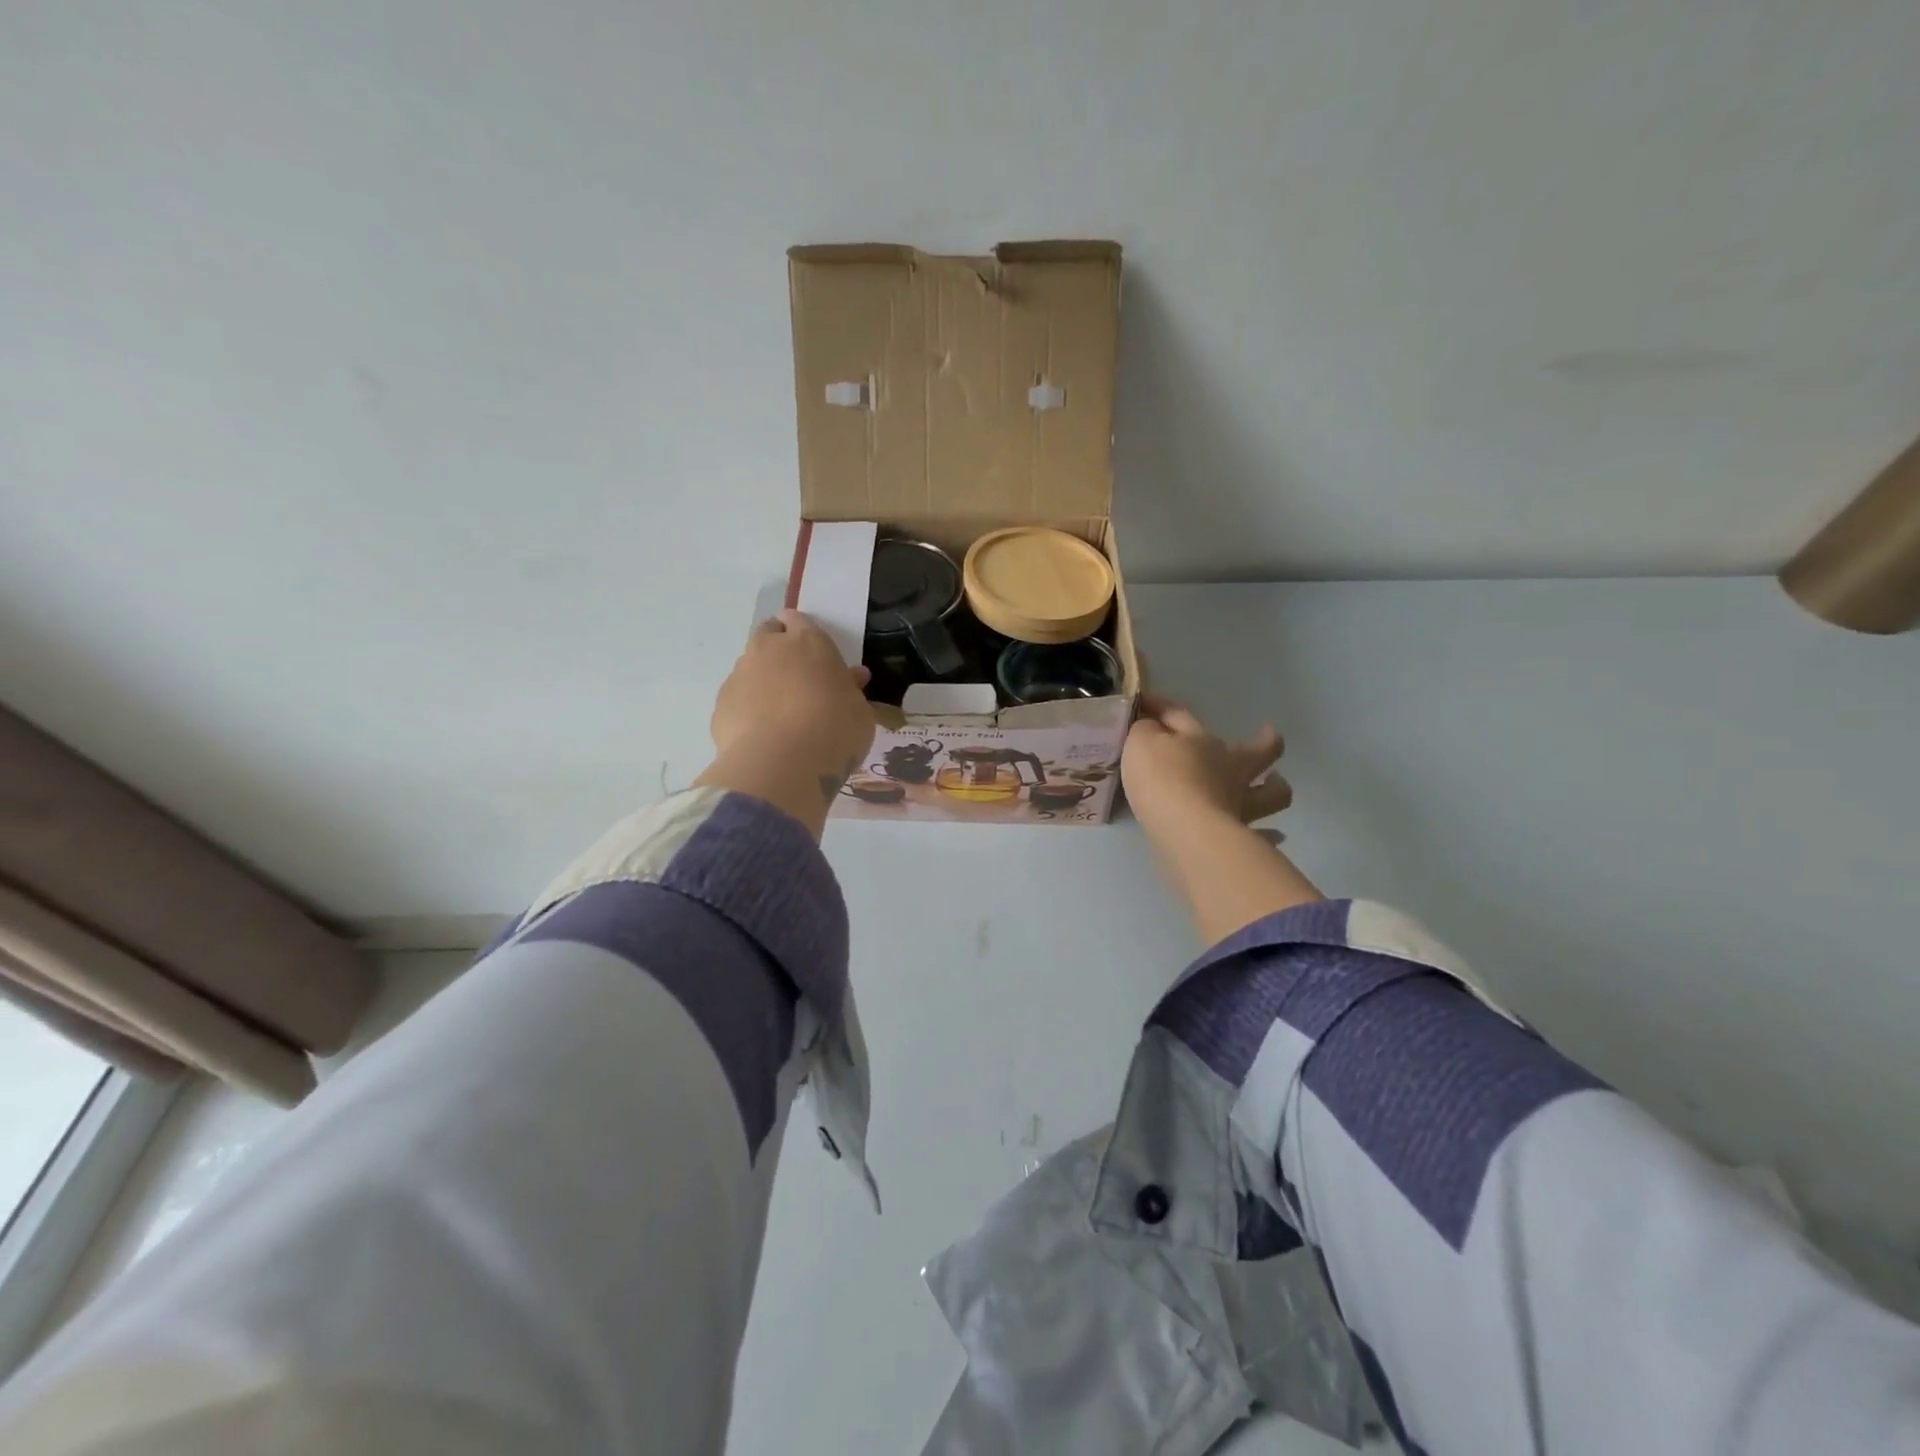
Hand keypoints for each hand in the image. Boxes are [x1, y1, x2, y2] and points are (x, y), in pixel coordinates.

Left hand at [696, 612, 874, 833]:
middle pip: (767, 636)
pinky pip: (737, 701)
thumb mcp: (860, 711)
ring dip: (761, 682)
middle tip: (795, 679)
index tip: (811, 653)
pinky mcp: (720, 705)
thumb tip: (852, 678)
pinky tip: (762, 737)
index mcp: (808, 642)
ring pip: (749, 669)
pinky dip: (747, 711)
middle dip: (777, 650)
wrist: (783, 764)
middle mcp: (769, 649)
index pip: (798, 620)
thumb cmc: (835, 730)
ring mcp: (740, 675)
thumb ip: (851, 690)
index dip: (802, 633)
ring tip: (778, 715)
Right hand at [1123, 695, 1318, 942]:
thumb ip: (1144, 732)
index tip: (1144, 701)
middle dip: (1265, 741)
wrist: (1184, 829)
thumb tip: (1150, 728)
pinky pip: (1262, 834)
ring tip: (1275, 784)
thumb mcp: (1140, 743)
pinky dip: (1266, 834)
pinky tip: (1270, 834)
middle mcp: (1229, 770)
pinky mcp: (1241, 836)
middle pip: (1258, 750)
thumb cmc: (1161, 779)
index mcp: (1202, 742)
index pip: (1180, 716)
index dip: (1161, 707)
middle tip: (1268, 734)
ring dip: (1276, 786)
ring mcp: (1240, 803)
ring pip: (1271, 793)